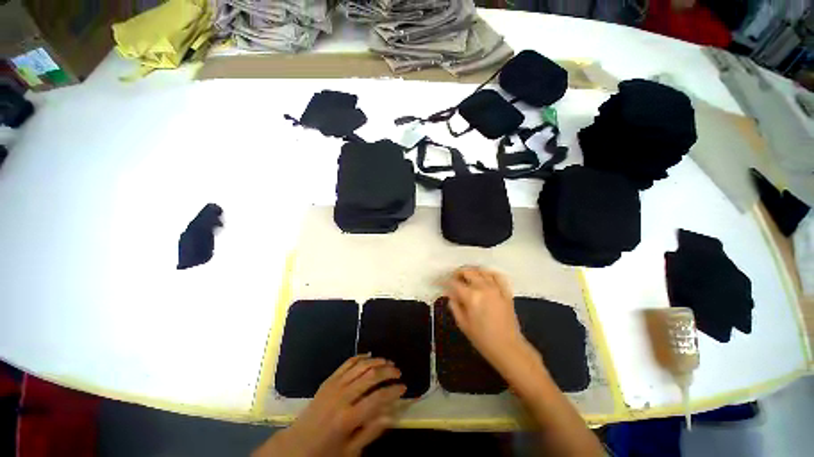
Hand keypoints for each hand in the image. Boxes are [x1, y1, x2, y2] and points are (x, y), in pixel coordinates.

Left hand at [253, 355, 404, 456]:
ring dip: (377, 361)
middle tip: (398, 373)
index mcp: (348, 418)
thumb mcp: (350, 451)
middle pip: (371, 376)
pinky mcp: (329, 380)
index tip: (404, 388)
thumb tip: (392, 414)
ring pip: (361, 366)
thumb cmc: (325, 453)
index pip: (377, 399)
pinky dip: (360, 357)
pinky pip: (347, 363)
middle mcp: (342, 397)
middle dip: (388, 372)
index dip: (393, 391)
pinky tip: (370, 356)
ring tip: (388, 362)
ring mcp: (334, 386)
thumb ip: (371, 432)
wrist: (296, 446)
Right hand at [443, 266, 526, 366]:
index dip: (445, 281)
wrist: (507, 347)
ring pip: (482, 271)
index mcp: (471, 297)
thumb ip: (455, 305)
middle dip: (458, 273)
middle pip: (468, 272)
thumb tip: (450, 293)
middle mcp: (483, 288)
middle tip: (454, 278)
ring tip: (467, 276)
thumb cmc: (482, 339)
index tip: (441, 282)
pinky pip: (498, 276)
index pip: (454, 283)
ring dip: (472, 271)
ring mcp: (496, 288)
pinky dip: (490, 273)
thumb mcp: (463, 324)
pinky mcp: (506, 292)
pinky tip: (485, 276)